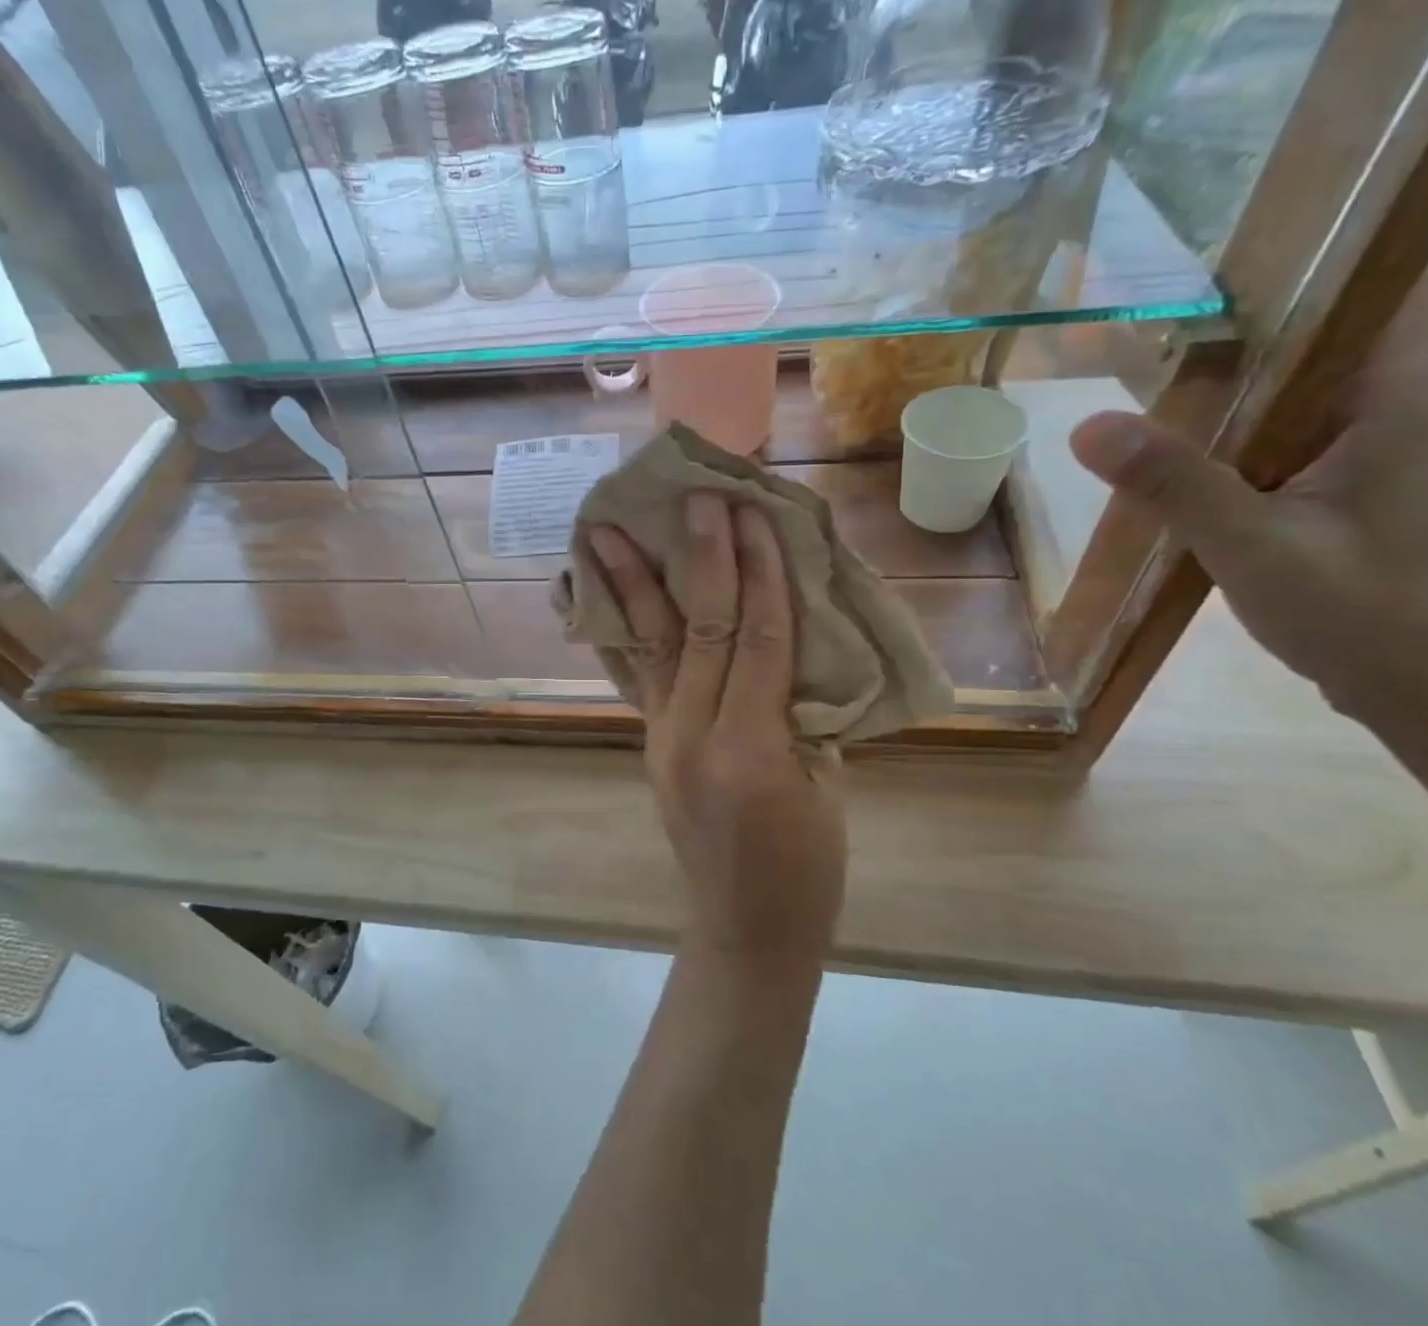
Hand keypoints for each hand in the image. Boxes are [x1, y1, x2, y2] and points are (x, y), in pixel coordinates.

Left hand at [583, 493, 845, 963]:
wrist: (744, 929)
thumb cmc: (805, 869)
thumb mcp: (827, 787)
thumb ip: (805, 710)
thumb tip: (789, 645)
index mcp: (750, 750)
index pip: (757, 639)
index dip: (760, 572)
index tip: (753, 513)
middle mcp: (691, 735)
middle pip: (700, 628)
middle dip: (701, 557)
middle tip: (692, 497)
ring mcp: (661, 738)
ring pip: (649, 644)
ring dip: (630, 581)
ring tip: (600, 529)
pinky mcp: (651, 742)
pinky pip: (640, 673)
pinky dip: (624, 627)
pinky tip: (604, 593)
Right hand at [1068, 282, 1427, 721]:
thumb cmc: (1365, 613)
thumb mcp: (1254, 547)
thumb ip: (1175, 484)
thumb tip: (1087, 426)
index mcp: (1396, 403)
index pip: (1383, 289)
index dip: (1320, 253)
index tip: (1231, 243)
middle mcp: (1393, 411)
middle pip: (1328, 333)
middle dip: (1249, 314)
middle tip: (1153, 302)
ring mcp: (1371, 452)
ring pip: (1300, 387)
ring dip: (1234, 374)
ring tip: (1146, 361)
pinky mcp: (1345, 488)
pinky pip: (1285, 433)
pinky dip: (1233, 425)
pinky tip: (1175, 441)